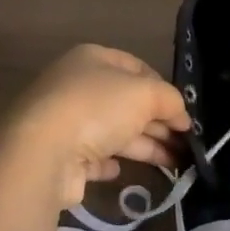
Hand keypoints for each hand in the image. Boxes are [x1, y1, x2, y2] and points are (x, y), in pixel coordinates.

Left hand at [0, 45, 190, 208]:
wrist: (43, 152)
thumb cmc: (97, 108)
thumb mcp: (144, 94)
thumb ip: (169, 100)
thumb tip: (181, 114)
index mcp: (93, 59)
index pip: (136, 68)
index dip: (163, 88)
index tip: (184, 113)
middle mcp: (77, 86)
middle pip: (127, 103)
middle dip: (158, 122)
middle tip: (186, 144)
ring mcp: (67, 122)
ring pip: (114, 132)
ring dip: (145, 146)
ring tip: (176, 164)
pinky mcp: (61, 156)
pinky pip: (92, 158)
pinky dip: (109, 163)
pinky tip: (122, 171)